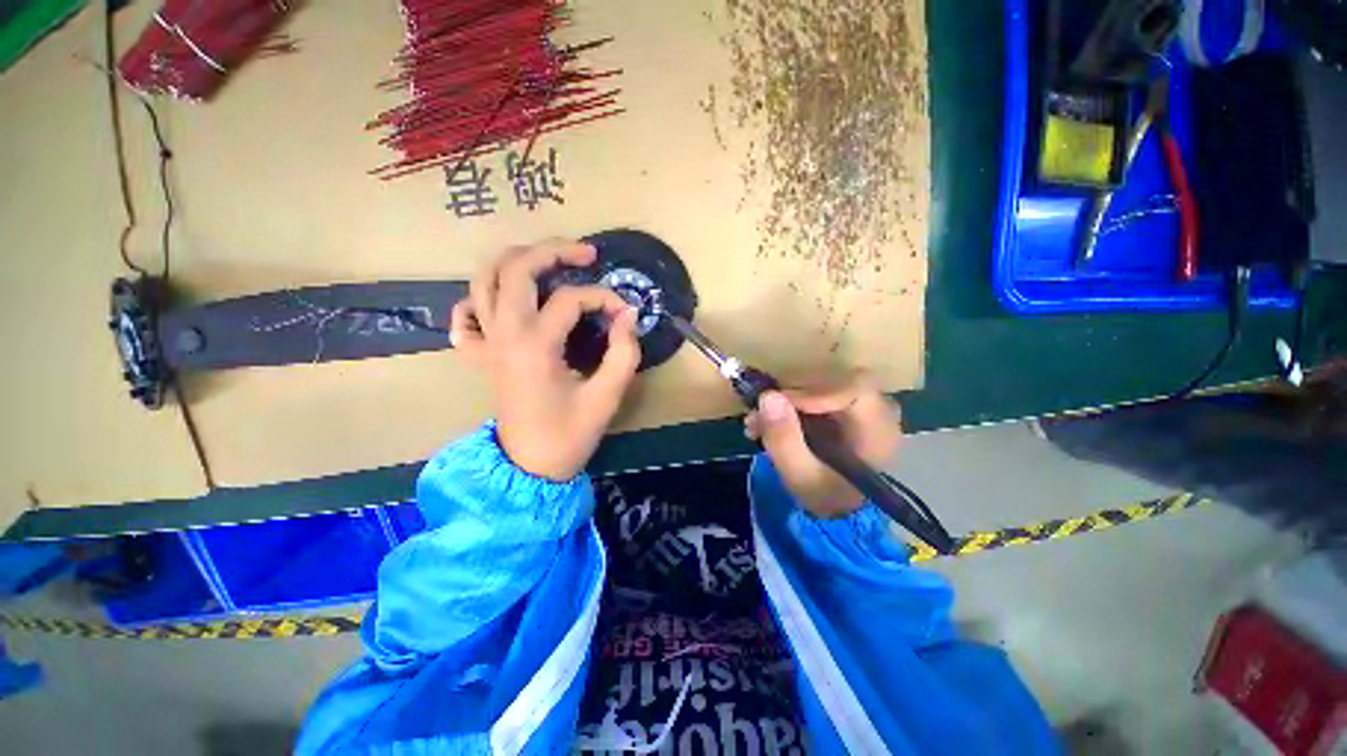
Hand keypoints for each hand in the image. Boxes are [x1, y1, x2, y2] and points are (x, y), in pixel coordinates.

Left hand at [449, 240, 640, 480]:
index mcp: (535, 345)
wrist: (529, 467)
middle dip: (554, 251)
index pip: (571, 299)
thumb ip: (624, 352)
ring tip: (547, 260)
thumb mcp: (607, 396)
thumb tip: (628, 315)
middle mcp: (504, 334)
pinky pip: (466, 318)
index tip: (626, 314)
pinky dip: (478, 300)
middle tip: (586, 254)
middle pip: (516, 268)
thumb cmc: (569, 434)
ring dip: (515, 261)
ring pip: (485, 280)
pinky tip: (500, 301)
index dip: (605, 299)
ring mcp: (487, 343)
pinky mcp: (482, 356)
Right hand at [745, 373, 900, 517]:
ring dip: (784, 402)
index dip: (814, 391)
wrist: (836, 510)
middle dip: (790, 397)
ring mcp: (859, 407)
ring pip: (819, 385)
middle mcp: (877, 412)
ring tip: (756, 425)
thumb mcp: (800, 476)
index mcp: (878, 430)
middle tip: (757, 417)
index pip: (855, 387)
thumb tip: (767, 396)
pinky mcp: (842, 408)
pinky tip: (766, 425)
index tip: (778, 406)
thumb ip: (784, 439)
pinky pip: (814, 394)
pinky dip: (788, 407)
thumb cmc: (825, 496)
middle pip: (833, 382)